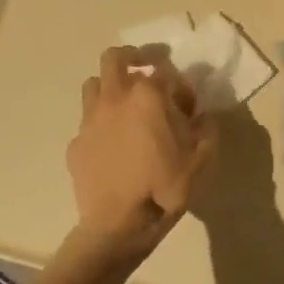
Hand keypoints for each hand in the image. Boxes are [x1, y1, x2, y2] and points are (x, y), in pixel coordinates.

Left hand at [66, 46, 214, 266]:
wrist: (119, 225)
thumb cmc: (164, 188)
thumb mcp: (202, 159)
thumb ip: (207, 130)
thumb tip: (204, 117)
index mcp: (148, 96)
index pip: (165, 71)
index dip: (180, 85)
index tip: (188, 105)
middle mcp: (116, 98)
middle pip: (115, 58)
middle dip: (132, 57)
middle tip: (146, 68)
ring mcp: (91, 120)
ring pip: (94, 84)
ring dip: (110, 86)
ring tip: (125, 103)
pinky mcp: (75, 144)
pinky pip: (87, 122)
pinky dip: (100, 124)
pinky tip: (111, 144)